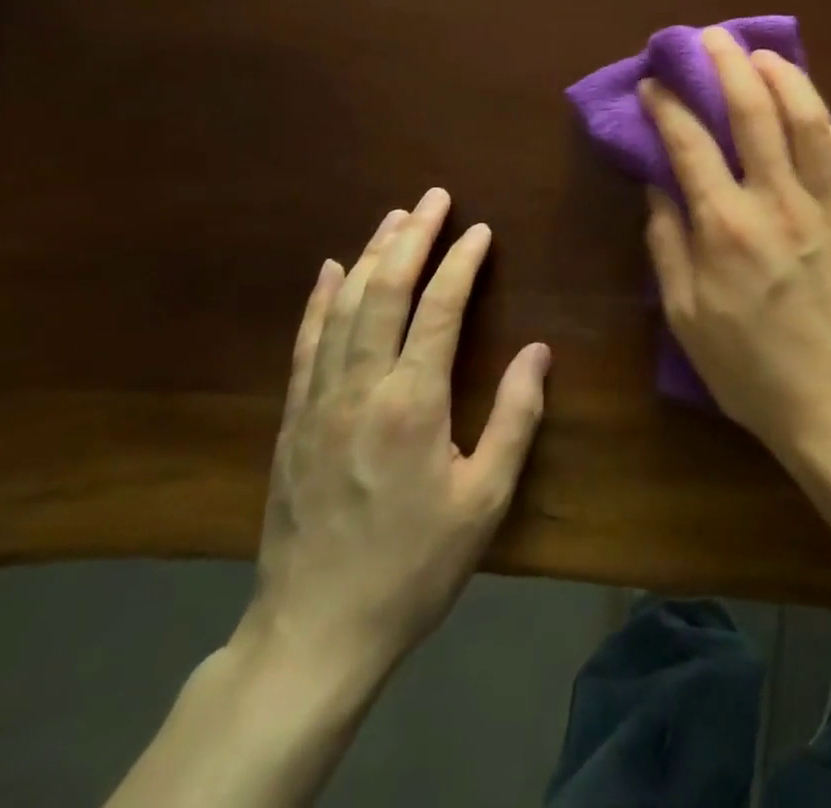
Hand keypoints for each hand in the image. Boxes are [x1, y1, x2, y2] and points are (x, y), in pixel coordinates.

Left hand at [235, 188, 550, 691]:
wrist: (315, 632)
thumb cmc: (414, 566)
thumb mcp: (485, 500)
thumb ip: (515, 418)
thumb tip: (538, 351)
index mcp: (413, 403)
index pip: (440, 308)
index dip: (462, 262)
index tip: (480, 230)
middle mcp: (361, 387)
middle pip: (386, 292)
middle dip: (412, 237)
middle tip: (433, 198)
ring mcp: (319, 400)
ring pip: (344, 307)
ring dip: (371, 255)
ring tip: (394, 217)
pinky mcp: (293, 420)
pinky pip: (306, 343)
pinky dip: (320, 299)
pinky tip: (331, 270)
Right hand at [638, 28, 830, 454]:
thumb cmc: (751, 369)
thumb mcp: (686, 318)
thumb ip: (668, 245)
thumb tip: (658, 187)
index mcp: (725, 226)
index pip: (689, 144)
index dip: (667, 105)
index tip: (654, 83)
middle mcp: (777, 201)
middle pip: (753, 111)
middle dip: (727, 64)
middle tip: (711, 37)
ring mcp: (829, 206)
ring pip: (811, 120)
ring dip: (786, 78)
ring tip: (765, 56)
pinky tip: (825, 122)